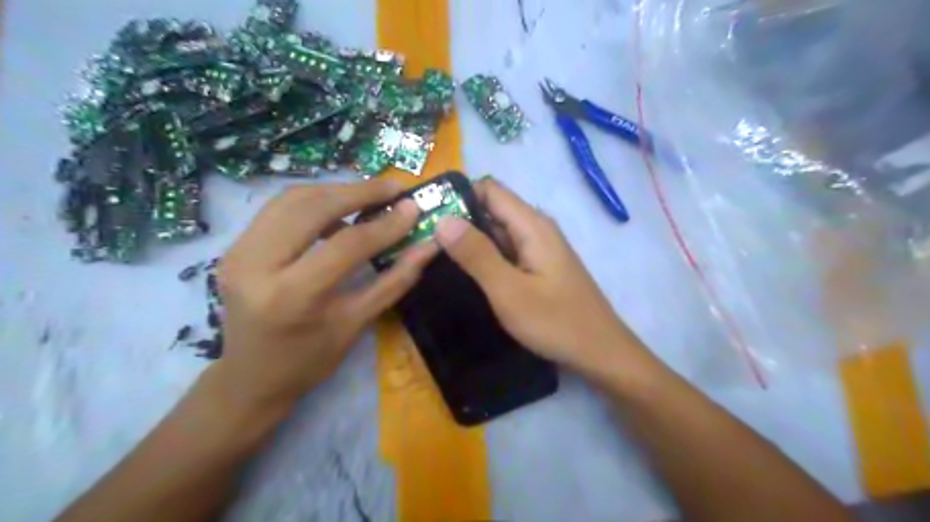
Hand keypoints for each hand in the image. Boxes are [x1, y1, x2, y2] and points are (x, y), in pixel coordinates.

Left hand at [212, 180, 438, 412]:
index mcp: (290, 297)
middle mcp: (254, 266)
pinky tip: (338, 210)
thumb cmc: (309, 360)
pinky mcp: (234, 246)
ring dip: (335, 191)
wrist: (250, 378)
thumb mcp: (357, 323)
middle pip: (312, 208)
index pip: (345, 245)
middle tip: (394, 188)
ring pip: (291, 199)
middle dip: (358, 192)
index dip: (384, 224)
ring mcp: (237, 252)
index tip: (413, 208)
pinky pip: (279, 209)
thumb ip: (395, 280)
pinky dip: (314, 201)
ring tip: (370, 194)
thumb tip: (428, 247)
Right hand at [436, 177, 648, 374]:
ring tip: (435, 258)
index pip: (489, 189)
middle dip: (458, 222)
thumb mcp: (509, 291)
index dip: (458, 197)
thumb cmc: (556, 322)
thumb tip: (443, 219)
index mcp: (531, 225)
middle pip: (491, 209)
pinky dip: (484, 257)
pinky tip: (465, 274)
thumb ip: (476, 254)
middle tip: (424, 243)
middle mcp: (535, 228)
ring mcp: (538, 249)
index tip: (428, 217)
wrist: (600, 353)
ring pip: (496, 233)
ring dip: (469, 242)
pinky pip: (505, 252)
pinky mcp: (538, 267)